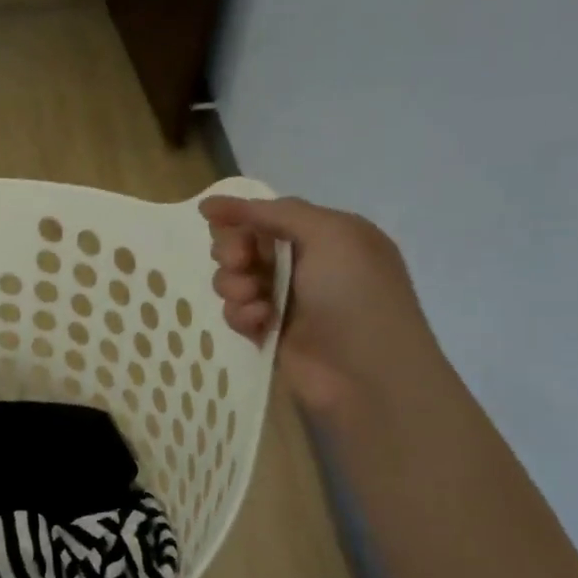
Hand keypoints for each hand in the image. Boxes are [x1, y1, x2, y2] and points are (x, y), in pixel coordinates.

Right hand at [199, 195, 442, 415]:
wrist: (368, 374)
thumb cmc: (355, 295)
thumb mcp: (328, 235)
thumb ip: (274, 213)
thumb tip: (213, 203)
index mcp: (328, 235)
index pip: (270, 215)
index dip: (240, 215)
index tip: (209, 216)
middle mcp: (307, 264)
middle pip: (247, 244)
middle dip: (234, 250)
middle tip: (239, 263)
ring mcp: (287, 300)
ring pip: (235, 278)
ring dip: (234, 284)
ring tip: (252, 299)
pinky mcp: (270, 332)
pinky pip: (238, 311)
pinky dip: (242, 314)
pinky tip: (258, 324)